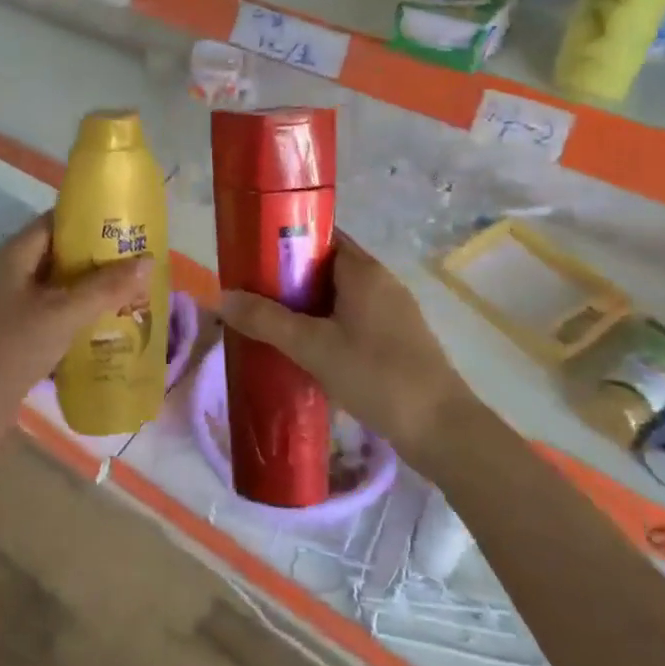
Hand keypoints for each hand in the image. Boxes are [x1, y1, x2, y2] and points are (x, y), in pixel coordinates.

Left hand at [0, 214, 152, 411]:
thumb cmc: (13, 348)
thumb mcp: (64, 313)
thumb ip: (106, 287)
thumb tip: (148, 260)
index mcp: (13, 256)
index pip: (53, 222)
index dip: (88, 221)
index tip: (124, 227)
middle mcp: (8, 274)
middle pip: (57, 255)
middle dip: (95, 259)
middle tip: (134, 264)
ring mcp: (7, 306)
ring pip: (55, 288)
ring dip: (87, 290)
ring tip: (127, 294)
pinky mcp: (11, 334)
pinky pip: (50, 314)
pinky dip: (74, 316)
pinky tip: (101, 329)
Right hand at [216, 233, 469, 450]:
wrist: (441, 429)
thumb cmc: (376, 375)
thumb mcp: (312, 346)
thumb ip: (266, 320)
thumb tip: (223, 296)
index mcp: (363, 270)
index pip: (320, 236)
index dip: (286, 240)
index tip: (254, 256)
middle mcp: (381, 282)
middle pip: (326, 266)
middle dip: (289, 278)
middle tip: (253, 294)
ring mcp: (393, 311)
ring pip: (339, 296)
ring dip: (307, 306)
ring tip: (271, 323)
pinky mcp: (398, 339)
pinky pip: (353, 319)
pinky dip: (327, 326)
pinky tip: (306, 350)